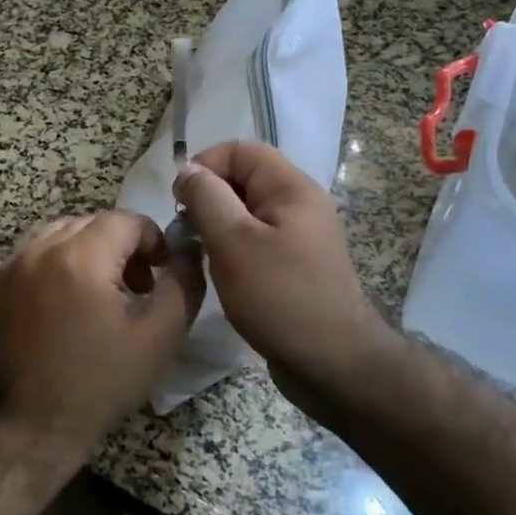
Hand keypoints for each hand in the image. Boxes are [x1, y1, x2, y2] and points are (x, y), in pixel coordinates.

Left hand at [0, 210, 203, 466]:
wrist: (34, 423)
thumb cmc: (102, 380)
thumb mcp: (160, 333)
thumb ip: (184, 281)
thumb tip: (190, 249)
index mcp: (81, 256)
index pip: (127, 219)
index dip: (154, 241)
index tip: (163, 272)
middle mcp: (43, 247)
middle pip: (96, 222)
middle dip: (124, 245)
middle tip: (139, 287)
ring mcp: (18, 261)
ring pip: (68, 230)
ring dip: (94, 248)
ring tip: (106, 291)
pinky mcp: (4, 279)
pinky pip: (43, 247)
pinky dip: (65, 257)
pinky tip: (75, 295)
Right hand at [175, 141, 396, 412]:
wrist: (334, 364)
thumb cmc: (280, 297)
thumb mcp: (233, 242)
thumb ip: (206, 198)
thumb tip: (189, 171)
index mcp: (291, 187)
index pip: (241, 149)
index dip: (205, 164)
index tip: (181, 200)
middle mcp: (300, 203)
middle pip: (244, 178)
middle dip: (209, 196)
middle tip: (186, 231)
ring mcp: (301, 235)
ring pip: (247, 211)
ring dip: (218, 225)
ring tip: (201, 254)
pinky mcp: (296, 264)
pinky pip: (257, 239)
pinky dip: (234, 247)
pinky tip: (222, 273)